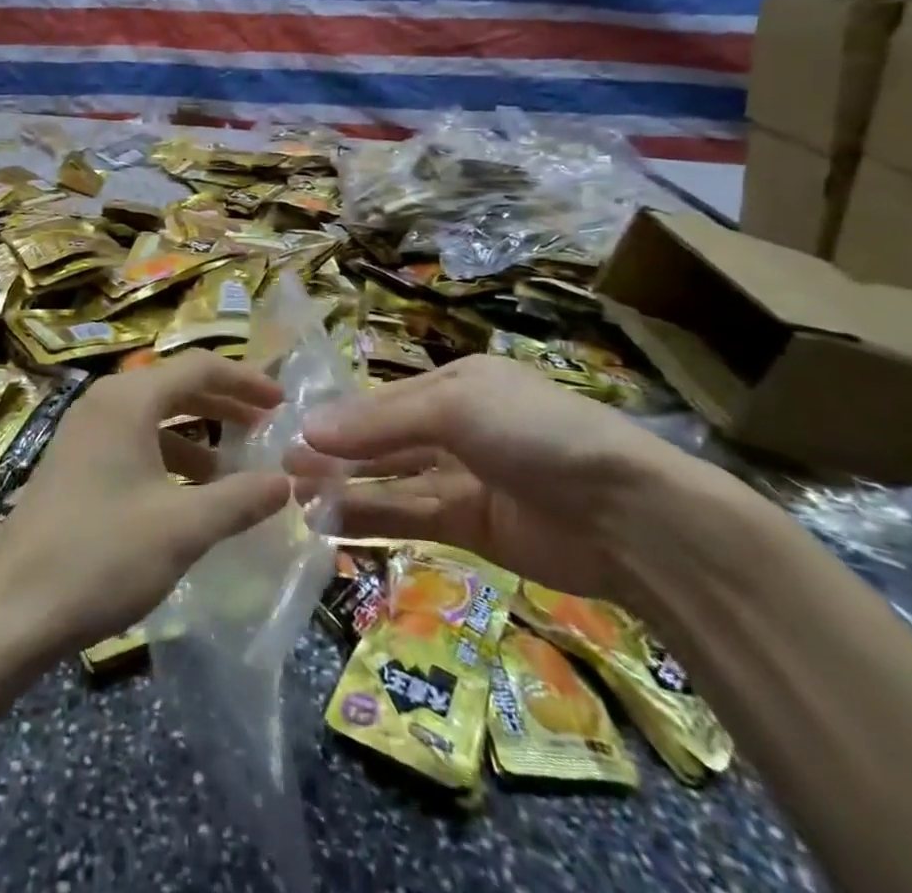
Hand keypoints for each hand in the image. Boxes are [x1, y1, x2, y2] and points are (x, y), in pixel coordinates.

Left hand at [0, 351, 292, 650]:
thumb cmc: (101, 557)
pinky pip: (133, 442)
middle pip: (176, 387)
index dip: (246, 381)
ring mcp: (83, 432)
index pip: (199, 367)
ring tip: (234, 471)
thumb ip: (240, 499)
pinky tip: (188, 497)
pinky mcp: (73, 463)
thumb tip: (286, 482)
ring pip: (154, 417)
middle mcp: (104, 402)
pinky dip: (168, 457)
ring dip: (197, 436)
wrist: (10, 611)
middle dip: (224, 405)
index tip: (283, 403)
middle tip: (266, 429)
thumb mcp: (183, 528)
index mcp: (128, 400)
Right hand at [287, 354, 685, 600]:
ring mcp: (462, 479)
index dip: (340, 416)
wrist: (628, 516)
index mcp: (456, 384)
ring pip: (390, 480)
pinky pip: (409, 517)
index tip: (293, 431)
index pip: (383, 399)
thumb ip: (380, 421)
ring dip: (345, 486)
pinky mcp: (469, 528)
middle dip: (336, 452)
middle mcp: (455, 427)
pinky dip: (370, 519)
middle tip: (283, 468)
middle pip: (382, 440)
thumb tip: (307, 430)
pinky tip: (329, 524)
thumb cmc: (536, 433)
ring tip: (294, 496)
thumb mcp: (456, 406)